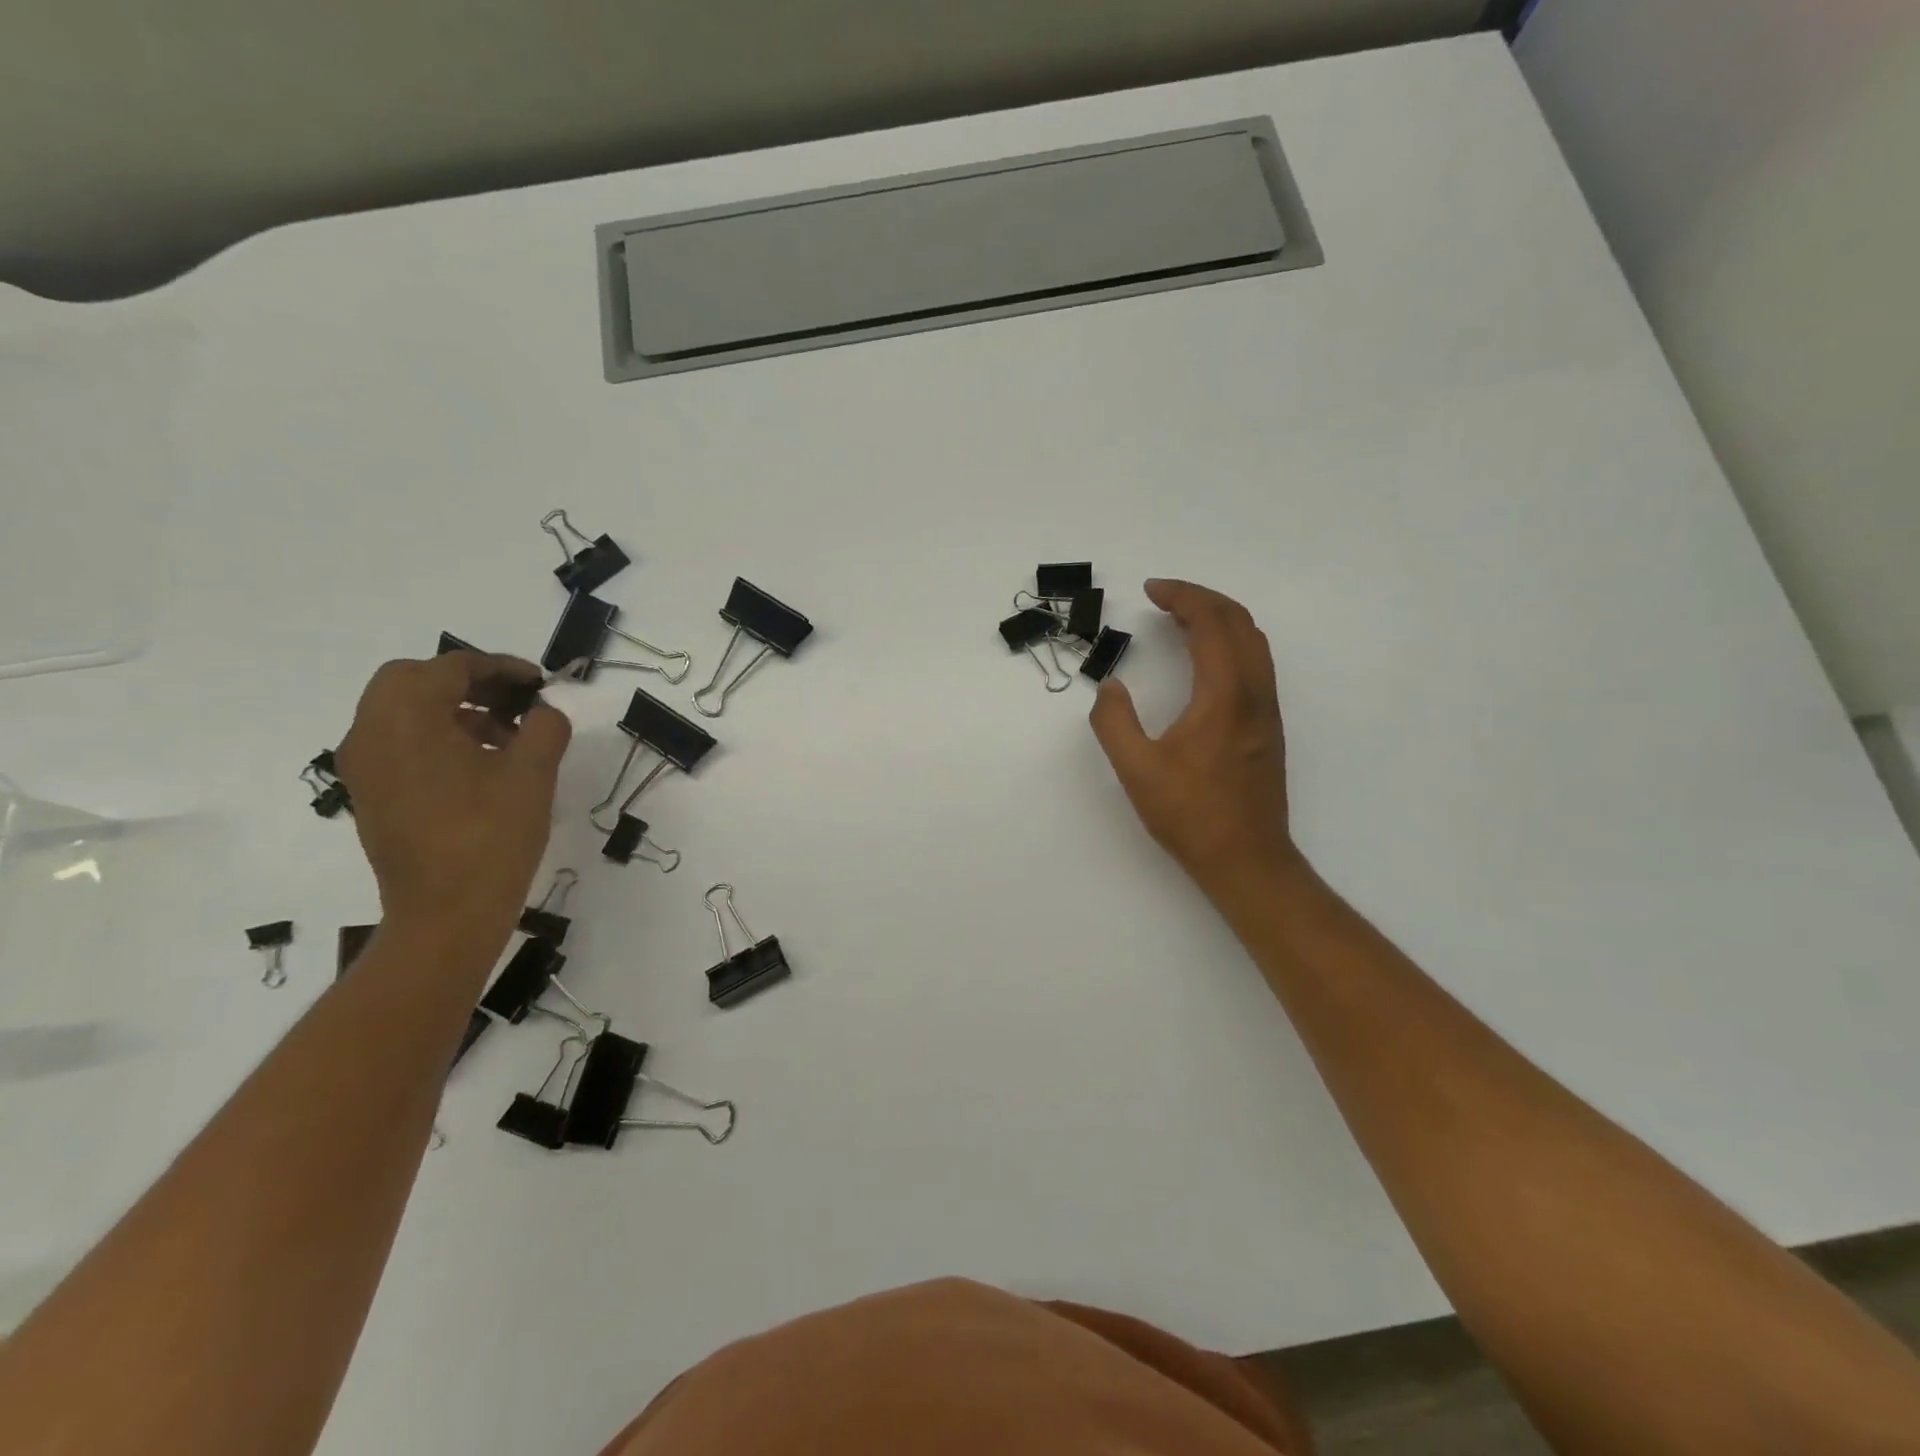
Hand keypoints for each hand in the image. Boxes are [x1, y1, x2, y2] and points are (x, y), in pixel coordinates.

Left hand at [336, 652, 570, 936]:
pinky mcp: (371, 794)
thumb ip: (545, 727)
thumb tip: (543, 712)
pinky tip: (482, 764)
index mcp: (406, 720)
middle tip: (516, 700)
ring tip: (508, 735)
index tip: (540, 682)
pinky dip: (437, 736)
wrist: (445, 915)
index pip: (451, 668)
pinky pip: (399, 743)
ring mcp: (365, 767)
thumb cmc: (491, 837)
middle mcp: (371, 734)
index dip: (501, 667)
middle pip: (412, 680)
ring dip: (454, 708)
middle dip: (468, 682)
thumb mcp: (533, 774)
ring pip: (403, 711)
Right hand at [1090, 580, 1301, 900]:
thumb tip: (1110, 687)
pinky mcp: (1267, 727)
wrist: (1247, 859)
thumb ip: (1114, 722)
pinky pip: (1255, 664)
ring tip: (1182, 620)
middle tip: (1165, 597)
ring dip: (1220, 619)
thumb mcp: (1137, 770)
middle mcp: (1254, 694)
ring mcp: (1267, 711)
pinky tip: (1204, 661)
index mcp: (1225, 696)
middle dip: (1203, 599)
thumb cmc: (1191, 815)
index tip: (1151, 590)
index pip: (1211, 624)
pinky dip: (1230, 644)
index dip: (1182, 597)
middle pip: (1240, 622)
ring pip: (1254, 642)